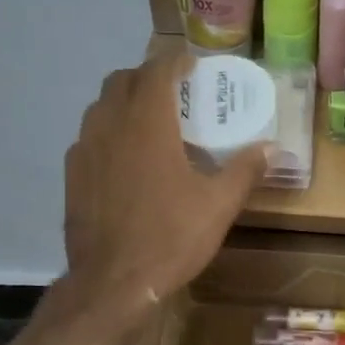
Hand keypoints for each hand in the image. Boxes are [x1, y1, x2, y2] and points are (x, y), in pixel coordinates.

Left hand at [62, 50, 268, 327]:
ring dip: (124, 103)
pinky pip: (89, 137)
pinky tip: (125, 160)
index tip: (192, 66)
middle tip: (173, 95)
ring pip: (100, 107)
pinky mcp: (72, 174)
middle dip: (147, 78)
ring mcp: (85, 149)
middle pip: (122, 80)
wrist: (112, 282)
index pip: (157, 70)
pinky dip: (108, 133)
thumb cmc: (170, 238)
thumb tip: (272, 148)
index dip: (175, 61)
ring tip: (149, 124)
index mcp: (148, 123)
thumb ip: (245, 170)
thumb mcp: (219, 205)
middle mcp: (110, 124)